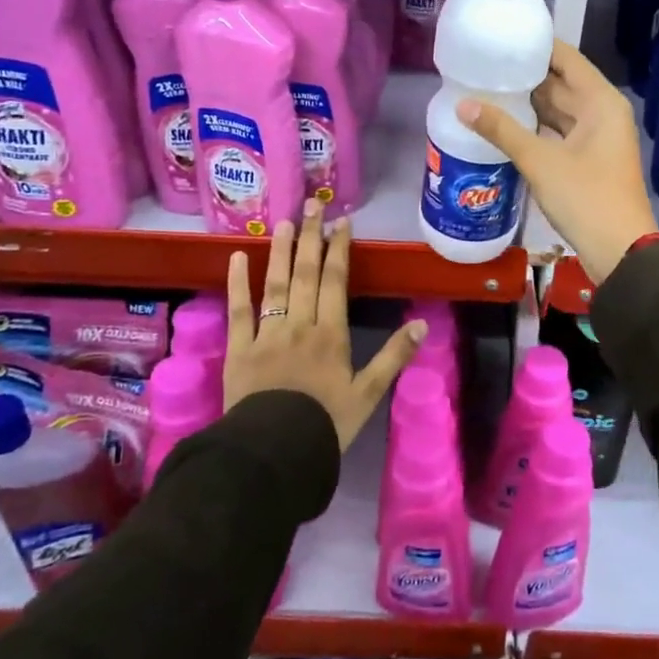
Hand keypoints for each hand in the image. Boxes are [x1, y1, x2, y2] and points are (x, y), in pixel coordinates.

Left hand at [224, 199, 425, 450]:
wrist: (274, 452)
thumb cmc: (325, 424)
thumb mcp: (368, 394)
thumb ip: (393, 357)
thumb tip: (421, 325)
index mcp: (330, 334)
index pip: (336, 281)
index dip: (339, 249)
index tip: (341, 222)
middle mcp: (299, 325)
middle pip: (306, 274)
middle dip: (311, 238)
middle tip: (312, 206)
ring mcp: (266, 335)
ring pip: (275, 285)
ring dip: (281, 252)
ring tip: (283, 222)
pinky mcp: (239, 349)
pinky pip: (238, 311)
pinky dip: (237, 284)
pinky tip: (237, 258)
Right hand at [456, 39, 658, 283]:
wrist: (620, 251)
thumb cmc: (585, 198)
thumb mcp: (540, 161)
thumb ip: (502, 130)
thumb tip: (462, 104)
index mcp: (600, 101)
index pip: (566, 58)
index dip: (537, 45)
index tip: (503, 36)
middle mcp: (602, 112)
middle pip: (561, 84)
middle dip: (526, 76)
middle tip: (485, 65)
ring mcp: (597, 138)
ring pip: (559, 111)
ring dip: (529, 104)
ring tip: (488, 89)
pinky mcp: (589, 160)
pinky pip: (559, 133)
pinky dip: (537, 128)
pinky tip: (506, 125)